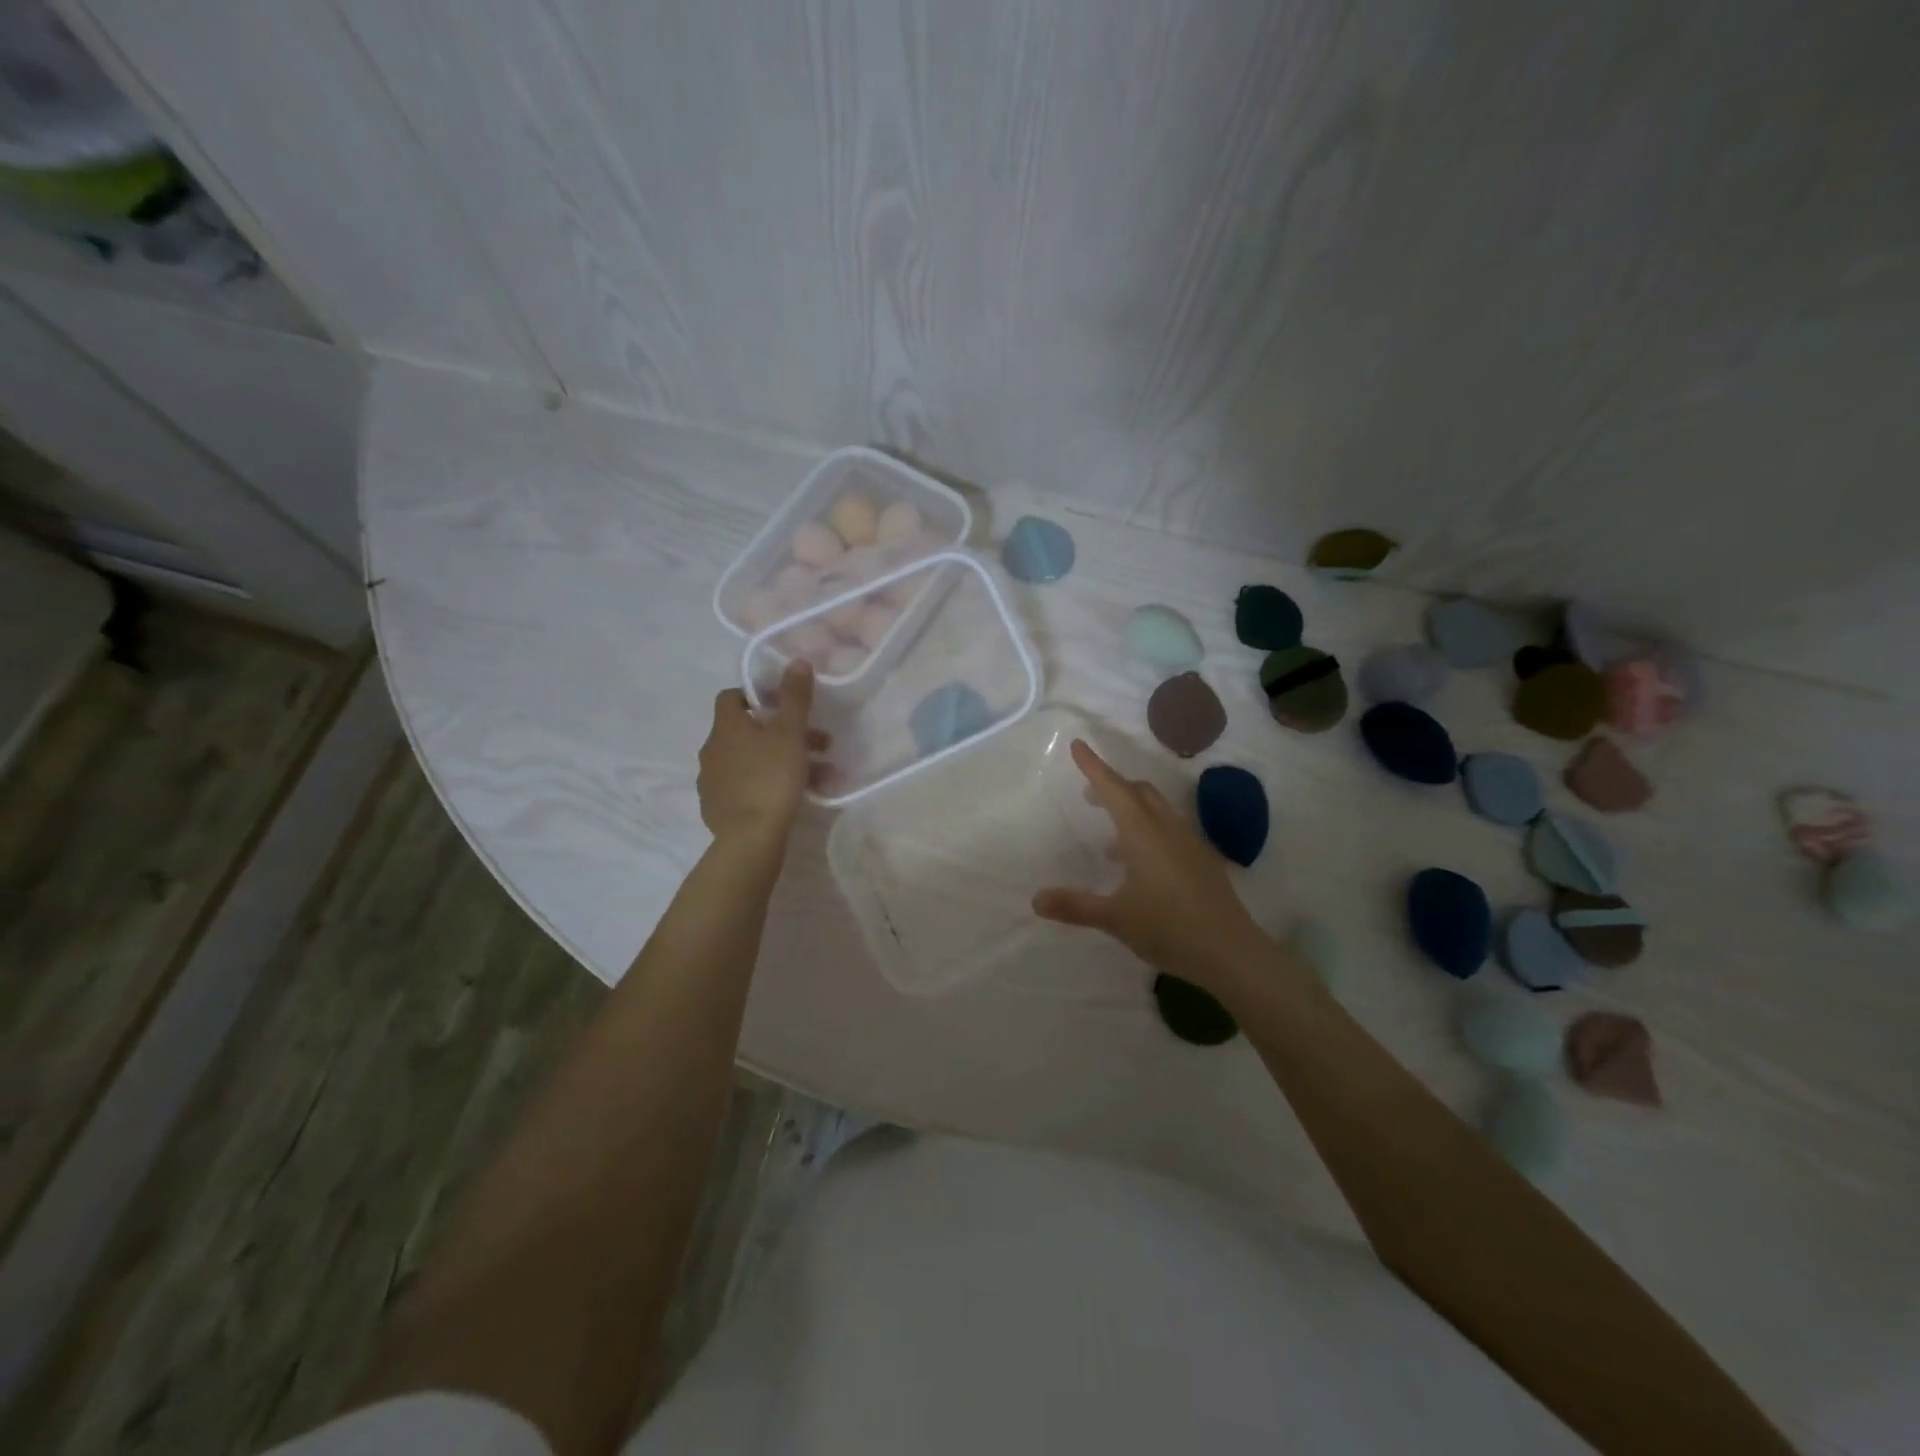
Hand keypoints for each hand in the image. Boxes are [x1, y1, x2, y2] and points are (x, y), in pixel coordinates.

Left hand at [698, 661, 825, 850]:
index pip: (732, 697)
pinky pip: (746, 788)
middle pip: (747, 732)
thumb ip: (795, 697)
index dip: (757, 697)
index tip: (785, 707)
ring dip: (782, 762)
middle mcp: (712, 749)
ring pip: (751, 762)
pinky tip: (794, 799)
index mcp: (726, 727)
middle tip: (819, 745)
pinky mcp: (717, 809)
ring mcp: (712, 781)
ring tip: (819, 777)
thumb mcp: (790, 733)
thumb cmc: (772, 777)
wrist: (749, 838)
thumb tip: (797, 661)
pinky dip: (768, 786)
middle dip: (784, 734)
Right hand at [1033, 740, 1268, 996]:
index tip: (1078, 744)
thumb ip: (1075, 906)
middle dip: (1112, 785)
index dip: (1093, 766)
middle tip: (1089, 794)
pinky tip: (1140, 863)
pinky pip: (1170, 828)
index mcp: (1142, 834)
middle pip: (1138, 792)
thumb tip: (1036, 900)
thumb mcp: (1115, 918)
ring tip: (1109, 834)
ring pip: (1157, 808)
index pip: (1113, 789)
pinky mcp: (1202, 860)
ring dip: (1131, 808)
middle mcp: (1167, 828)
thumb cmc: (1169, 928)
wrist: (1232, 952)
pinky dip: (1148, 828)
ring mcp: (1190, 842)